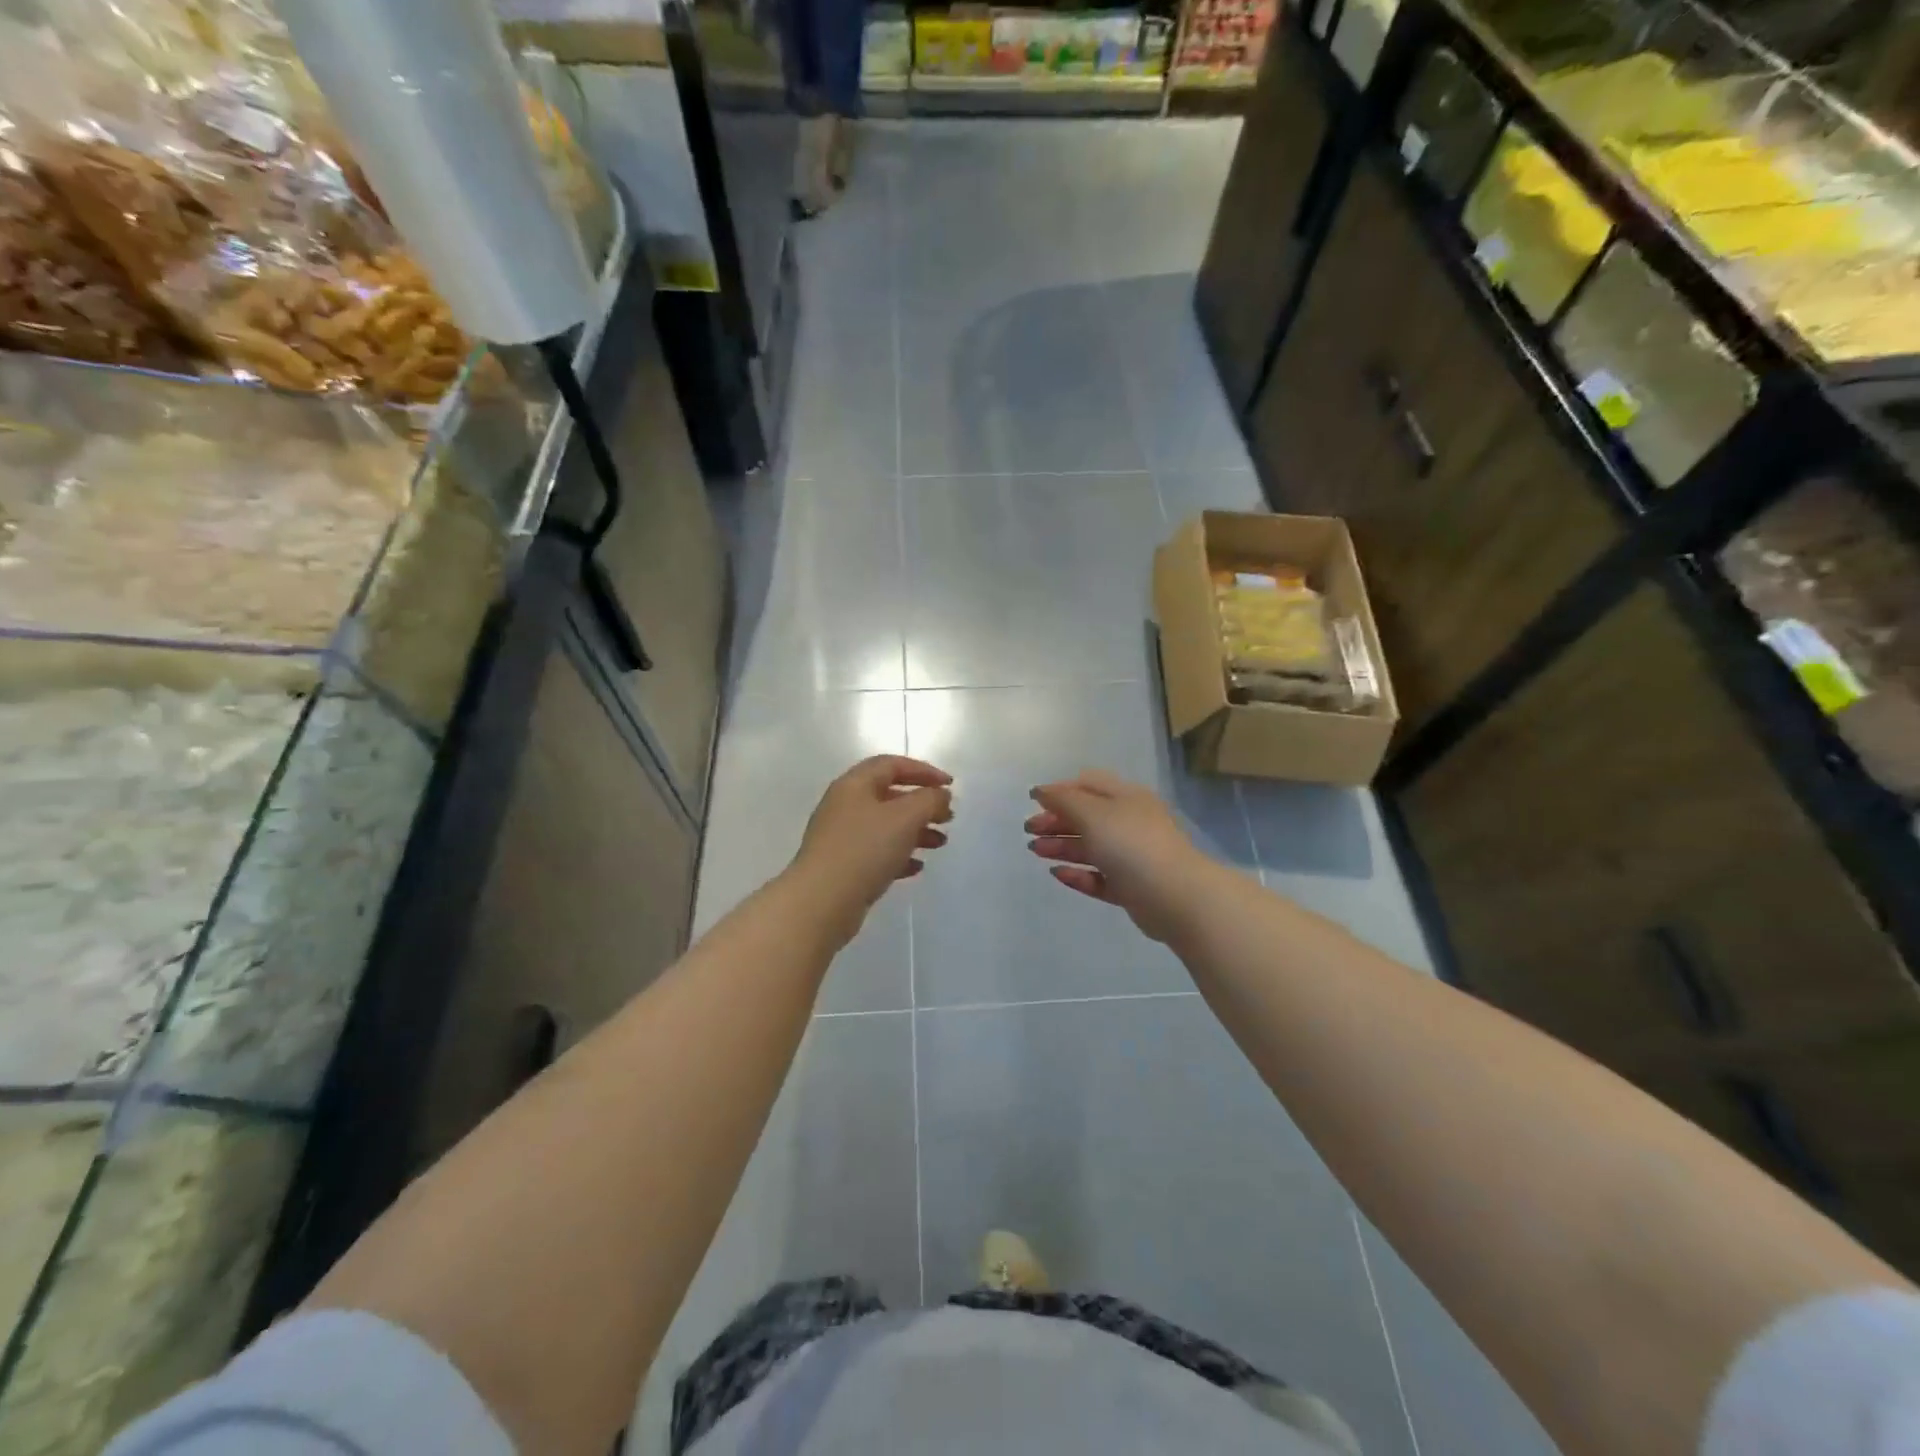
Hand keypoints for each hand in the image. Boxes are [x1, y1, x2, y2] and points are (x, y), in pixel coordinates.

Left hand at [792, 755, 953, 937]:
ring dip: (916, 831)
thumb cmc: (864, 849)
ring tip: (940, 843)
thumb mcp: (905, 818)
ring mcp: (841, 837)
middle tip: (948, 818)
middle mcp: (845, 805)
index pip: (892, 765)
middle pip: (890, 795)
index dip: (924, 771)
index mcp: (854, 785)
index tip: (951, 785)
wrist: (821, 901)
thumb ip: (929, 800)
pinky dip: (899, 855)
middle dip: (922, 804)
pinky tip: (917, 867)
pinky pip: (876, 852)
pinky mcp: (843, 865)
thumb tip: (940, 795)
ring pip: (885, 826)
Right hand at [1025, 770, 1210, 943]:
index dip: (1061, 790)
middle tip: (1029, 831)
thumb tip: (1040, 790)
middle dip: (1056, 820)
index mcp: (1126, 797)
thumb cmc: (1130, 845)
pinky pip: (1099, 877)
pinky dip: (1078, 874)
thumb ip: (1063, 800)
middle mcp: (1130, 823)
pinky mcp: (1131, 887)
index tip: (1033, 802)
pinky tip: (1058, 873)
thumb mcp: (1092, 813)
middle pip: (1088, 816)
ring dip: (1062, 846)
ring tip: (1035, 851)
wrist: (1174, 896)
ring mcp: (1132, 856)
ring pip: (1091, 847)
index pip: (1089, 784)